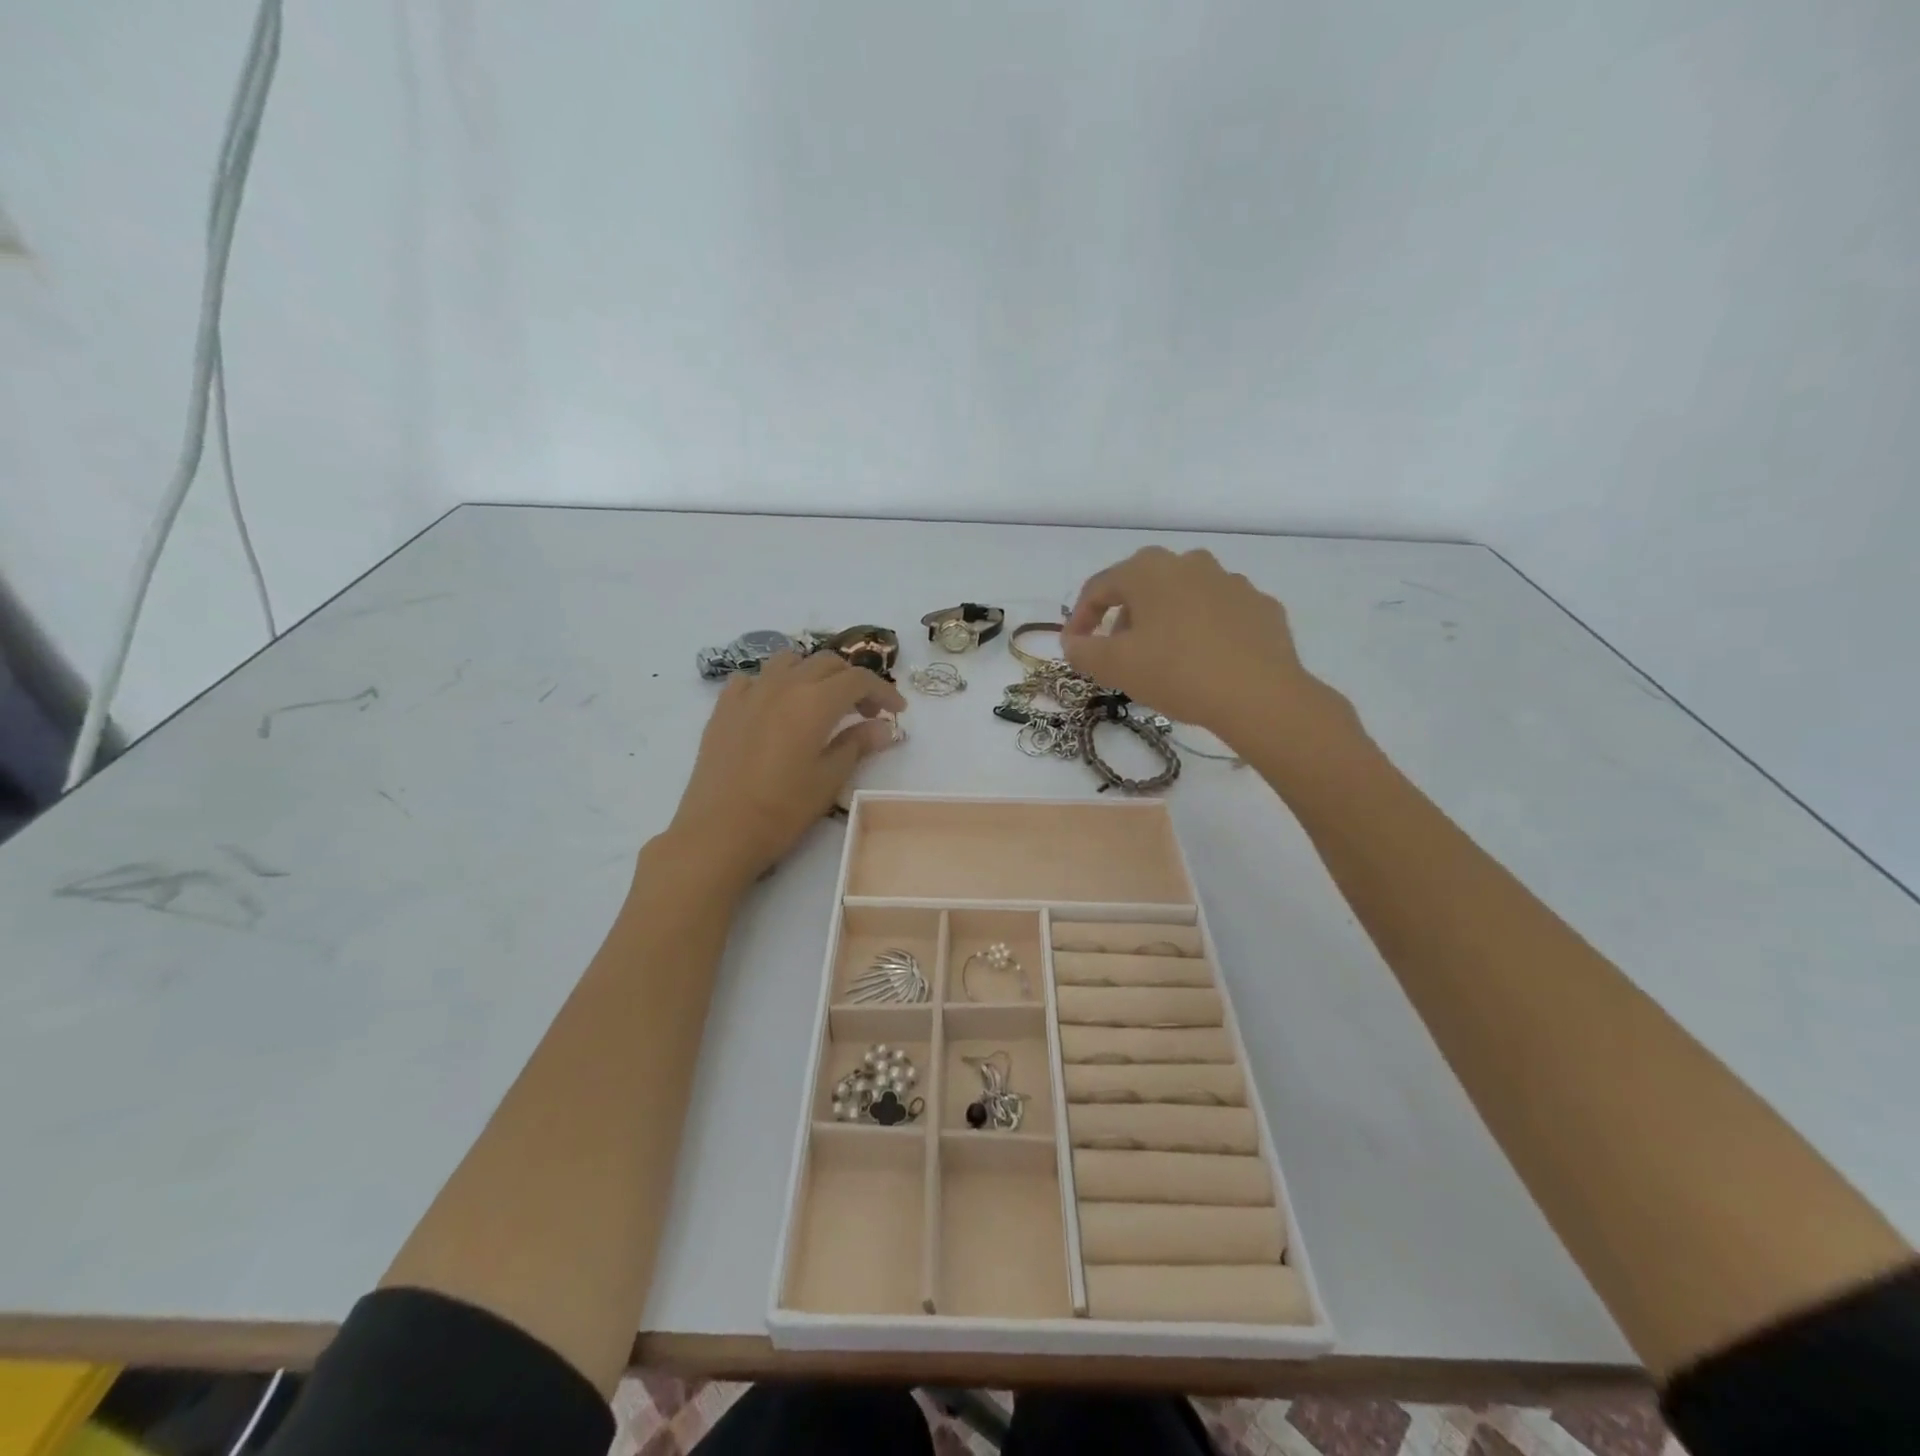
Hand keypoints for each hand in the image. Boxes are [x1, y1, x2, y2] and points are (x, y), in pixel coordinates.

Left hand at [661, 652, 905, 889]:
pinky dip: (773, 684)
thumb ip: (857, 745)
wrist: (718, 831)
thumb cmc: (782, 809)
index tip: (897, 712)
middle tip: (865, 712)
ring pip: (789, 661)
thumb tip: (883, 727)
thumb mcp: (829, 779)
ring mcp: (749, 693)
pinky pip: (753, 679)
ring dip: (813, 673)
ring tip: (821, 702)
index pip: (859, 679)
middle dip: (852, 681)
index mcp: (815, 701)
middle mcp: (783, 685)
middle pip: (827, 663)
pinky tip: (776, 708)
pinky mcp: (724, 708)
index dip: (884, 691)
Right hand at [1062, 547, 1349, 743]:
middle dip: (1125, 617)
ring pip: (1184, 597)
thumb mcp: (1114, 667)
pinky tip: (1205, 661)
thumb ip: (1083, 651)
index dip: (1080, 617)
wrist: (1258, 694)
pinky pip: (1221, 614)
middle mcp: (1190, 563)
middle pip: (1143, 587)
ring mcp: (1231, 581)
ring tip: (1163, 659)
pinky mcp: (1261, 606)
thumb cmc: (1175, 671)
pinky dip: (1205, 631)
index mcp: (1148, 570)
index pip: (1099, 587)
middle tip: (1119, 653)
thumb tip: (1073, 642)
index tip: (1074, 647)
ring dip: (1166, 621)